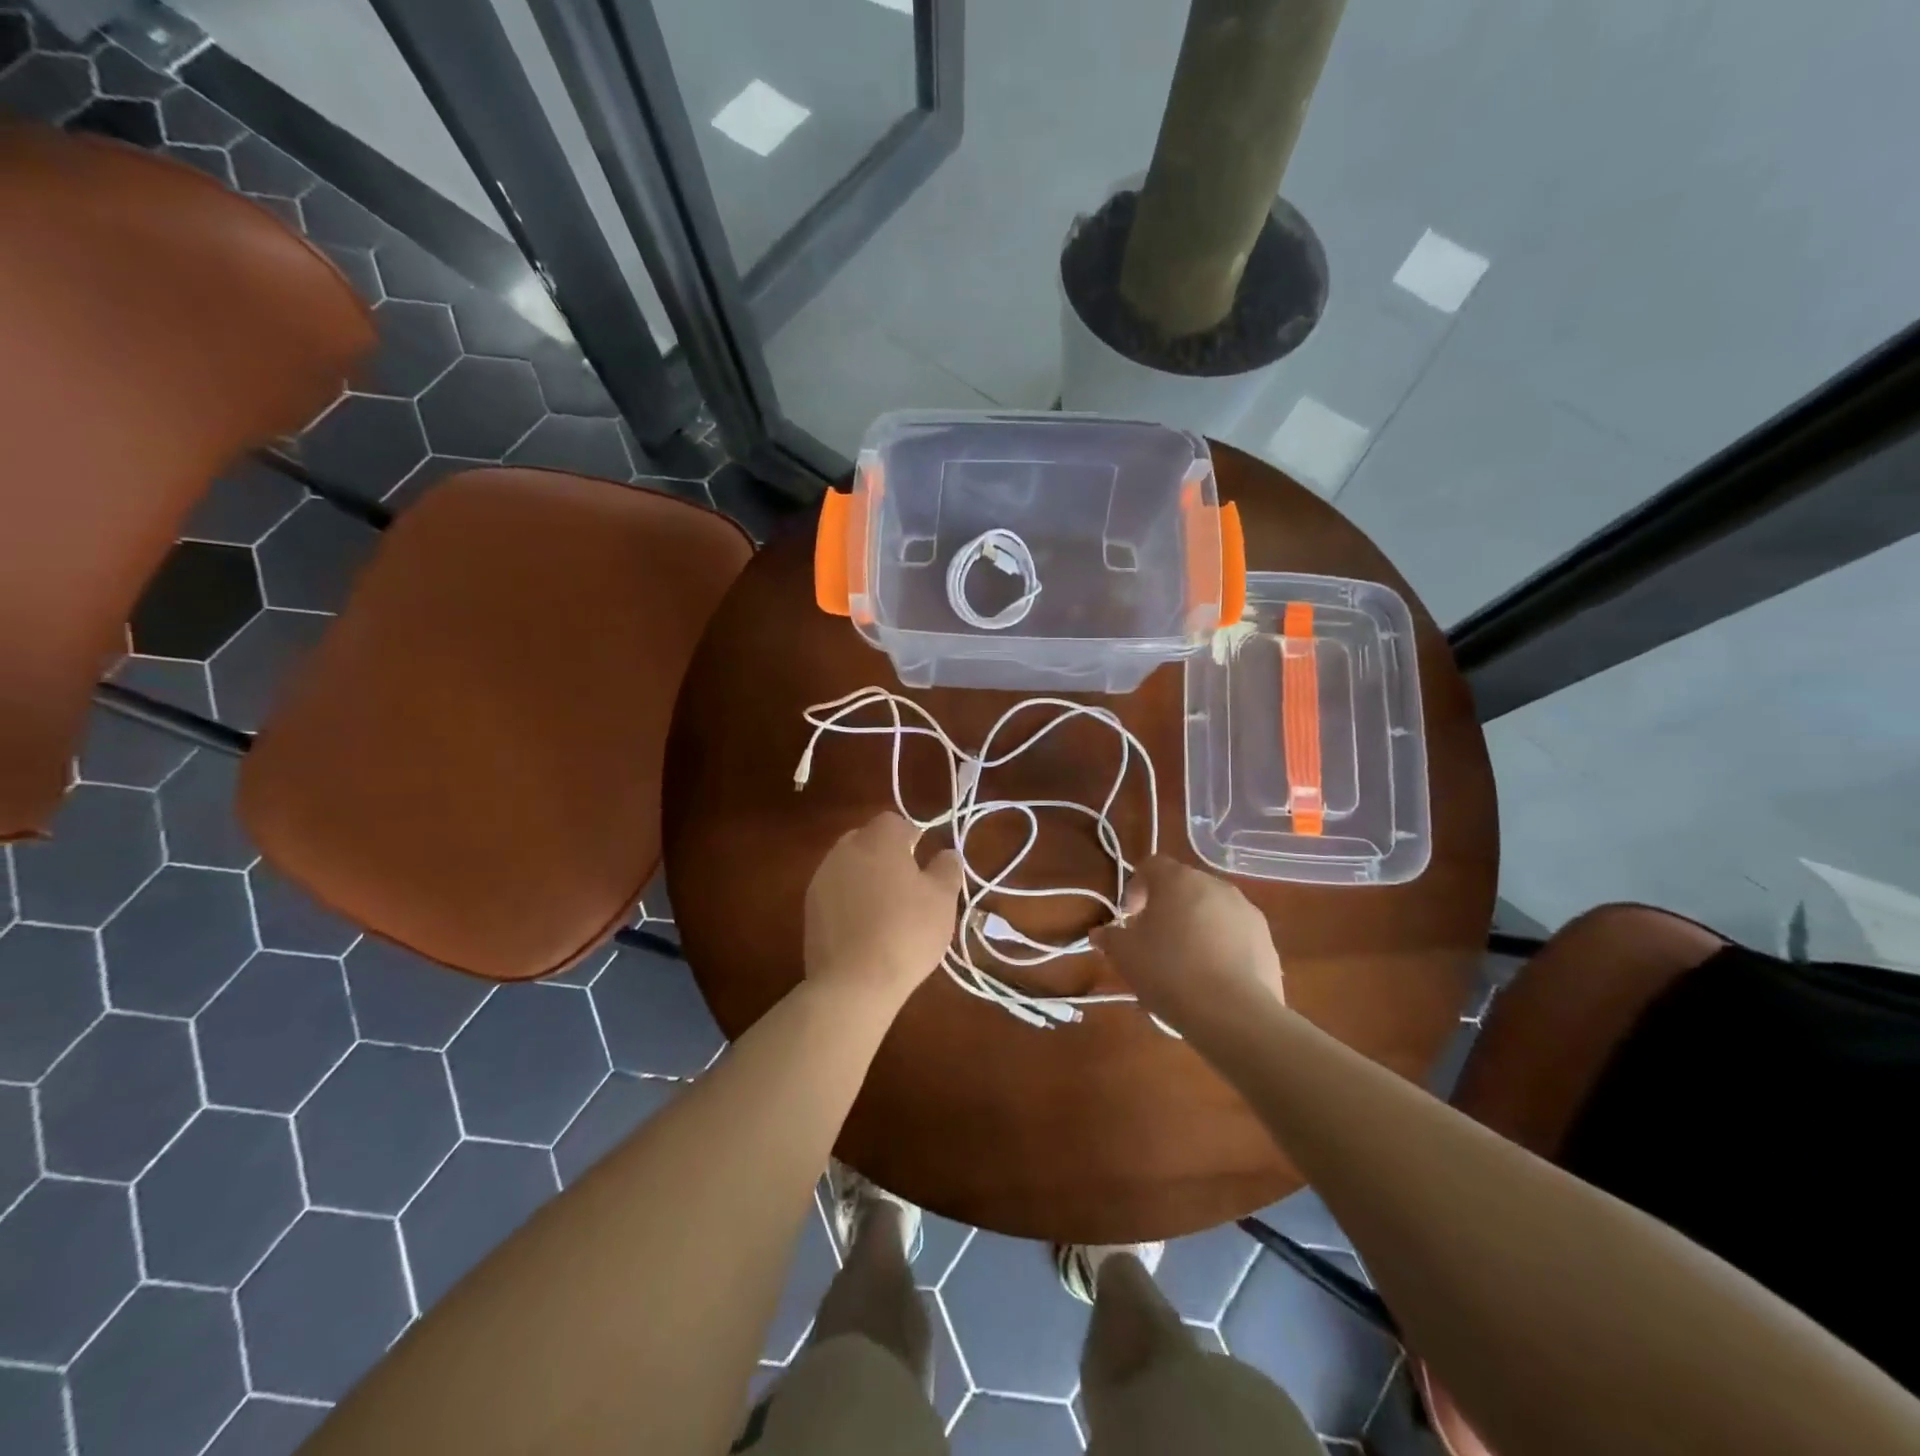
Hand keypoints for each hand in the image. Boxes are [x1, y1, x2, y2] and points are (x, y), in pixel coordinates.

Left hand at [804, 812, 962, 1012]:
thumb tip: (947, 853)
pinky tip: (863, 928)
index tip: (923, 862)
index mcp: (878, 839)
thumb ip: (947, 868)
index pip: (894, 822)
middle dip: (885, 855)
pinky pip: (835, 892)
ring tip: (885, 910)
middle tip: (907, 885)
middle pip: (867, 840)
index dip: (911, 837)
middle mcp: (844, 850)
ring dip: (865, 878)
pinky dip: (849, 901)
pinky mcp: (808, 908)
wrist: (854, 981)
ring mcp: (821, 878)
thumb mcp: (942, 900)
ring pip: (849, 866)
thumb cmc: (906, 932)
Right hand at [1090, 856, 1284, 1031]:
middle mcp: (1215, 885)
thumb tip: (1100, 933)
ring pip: (1211, 909)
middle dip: (1166, 908)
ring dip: (1195, 925)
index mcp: (1178, 880)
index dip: (1135, 888)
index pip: (1151, 866)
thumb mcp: (1125, 956)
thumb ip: (1110, 937)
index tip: (1129, 918)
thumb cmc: (1169, 973)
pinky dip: (1221, 946)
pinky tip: (1212, 978)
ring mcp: (1246, 911)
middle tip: (1153, 941)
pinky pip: (1234, 934)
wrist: (1234, 1014)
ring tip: (1184, 963)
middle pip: (1183, 886)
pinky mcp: (1266, 940)